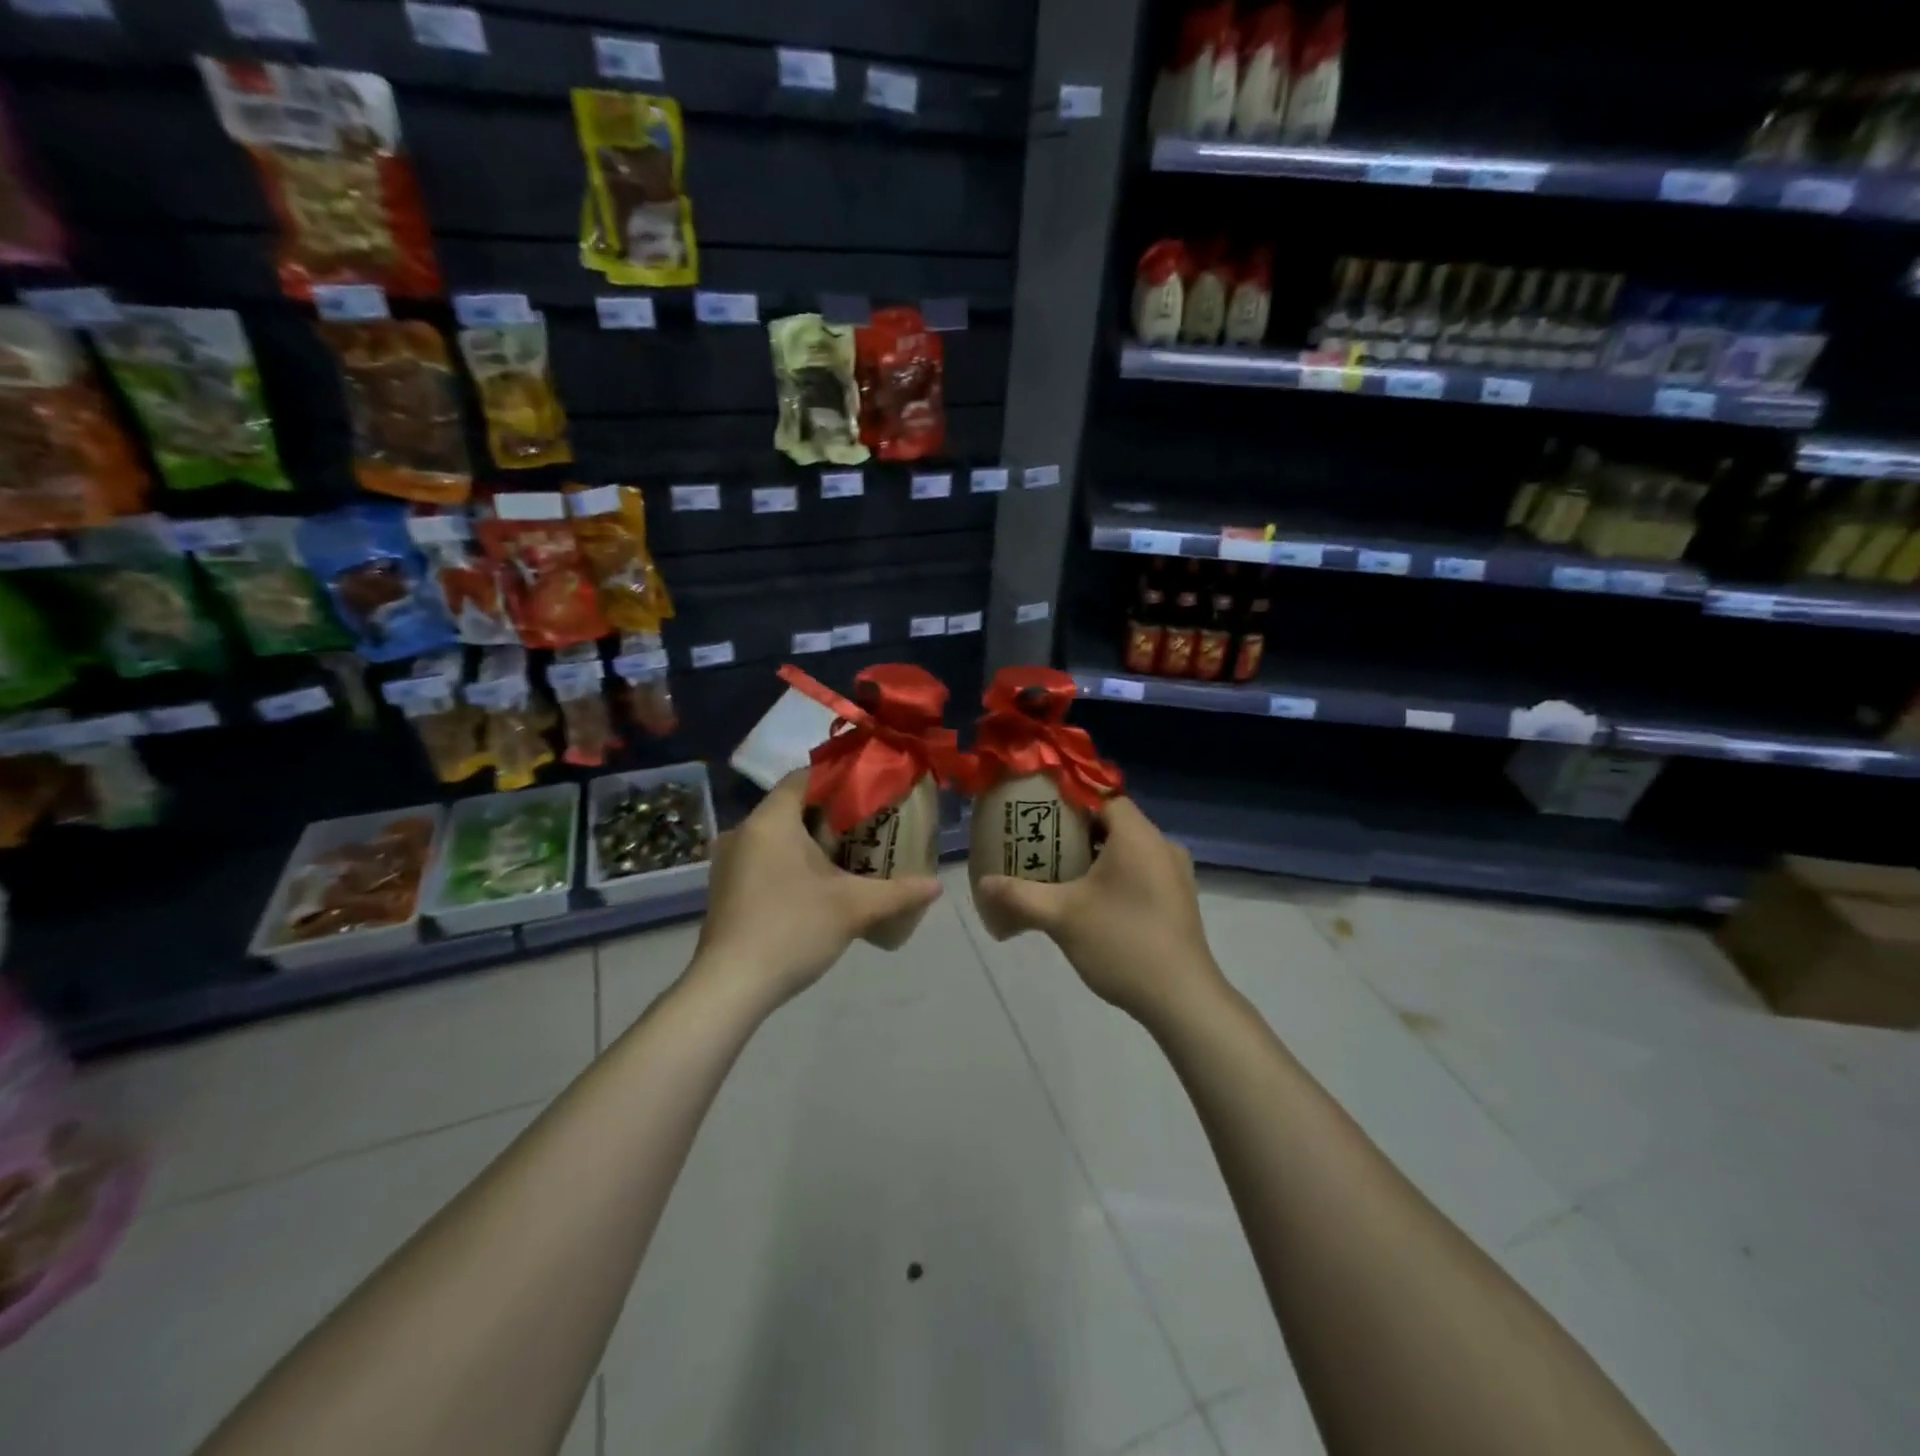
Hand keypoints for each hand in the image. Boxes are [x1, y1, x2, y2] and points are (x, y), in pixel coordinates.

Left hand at [692, 771, 941, 1008]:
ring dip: (811, 841)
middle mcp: (743, 831)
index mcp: (770, 821)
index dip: (839, 779)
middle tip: (869, 825)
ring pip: (777, 835)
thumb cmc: (792, 930)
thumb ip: (898, 892)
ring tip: (850, 856)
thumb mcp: (853, 908)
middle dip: (831, 814)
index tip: (870, 790)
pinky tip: (818, 886)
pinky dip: (791, 862)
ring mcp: (729, 862)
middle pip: (792, 807)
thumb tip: (937, 886)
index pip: (804, 777)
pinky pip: (764, 858)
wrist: (730, 987)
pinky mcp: (726, 889)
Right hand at [973, 797, 1222, 1024]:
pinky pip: (1140, 870)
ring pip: (1127, 849)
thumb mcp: (1062, 917)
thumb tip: (983, 883)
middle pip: (1113, 822)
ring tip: (1057, 871)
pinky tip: (1088, 900)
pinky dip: (1114, 875)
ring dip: (1094, 855)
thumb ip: (1019, 895)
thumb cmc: (1122, 943)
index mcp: (1137, 836)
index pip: (1102, 797)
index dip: (1068, 800)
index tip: (1038, 813)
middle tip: (1039, 843)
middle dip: (1075, 831)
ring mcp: (1174, 873)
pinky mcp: (1177, 899)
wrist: (1181, 999)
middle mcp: (1161, 845)